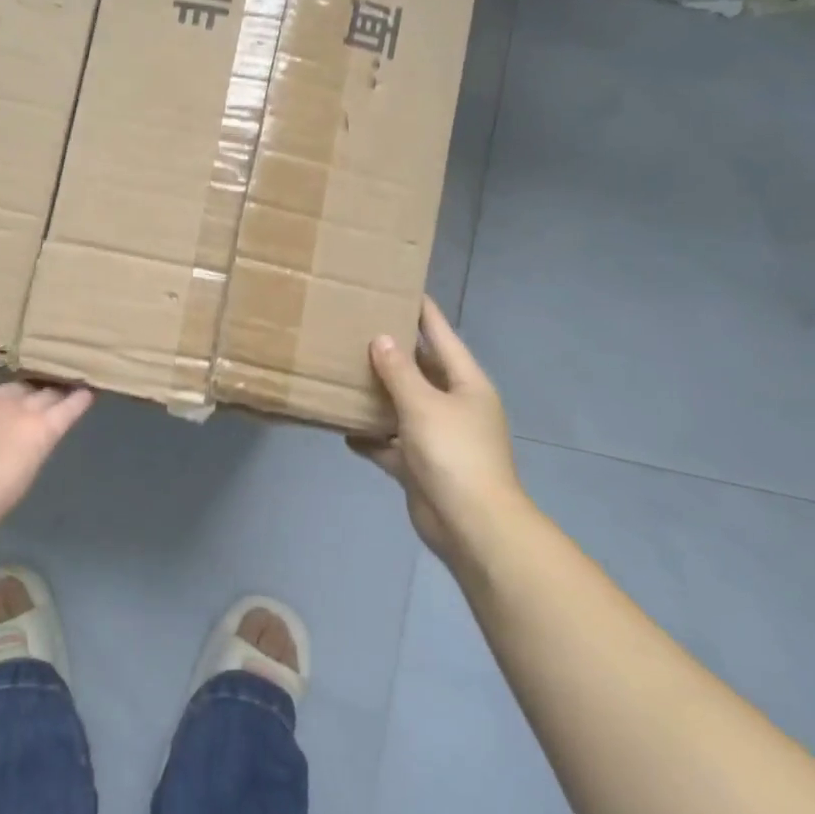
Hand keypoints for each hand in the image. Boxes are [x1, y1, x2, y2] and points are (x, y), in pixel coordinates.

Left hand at [0, 305, 92, 536]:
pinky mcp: (44, 439)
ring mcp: (18, 425)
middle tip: (60, 332)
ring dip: (62, 376)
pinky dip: (81, 398)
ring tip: (85, 348)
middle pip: (18, 380)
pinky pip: (66, 412)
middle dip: (34, 361)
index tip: (18, 323)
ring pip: (46, 394)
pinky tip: (96, 378)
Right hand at [348, 298, 525, 563]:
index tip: (405, 289)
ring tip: (344, 375)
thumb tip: (381, 339)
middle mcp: (454, 406)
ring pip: (402, 408)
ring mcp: (437, 438)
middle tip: (358, 330)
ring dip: (377, 397)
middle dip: (393, 355)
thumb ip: (399, 371)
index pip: (442, 337)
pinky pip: (390, 444)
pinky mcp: (420, 466)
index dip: (425, 314)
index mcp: (466, 384)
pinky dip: (370, 438)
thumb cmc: (453, 453)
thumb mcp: (423, 404)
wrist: (471, 524)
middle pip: (421, 372)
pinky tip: (343, 429)